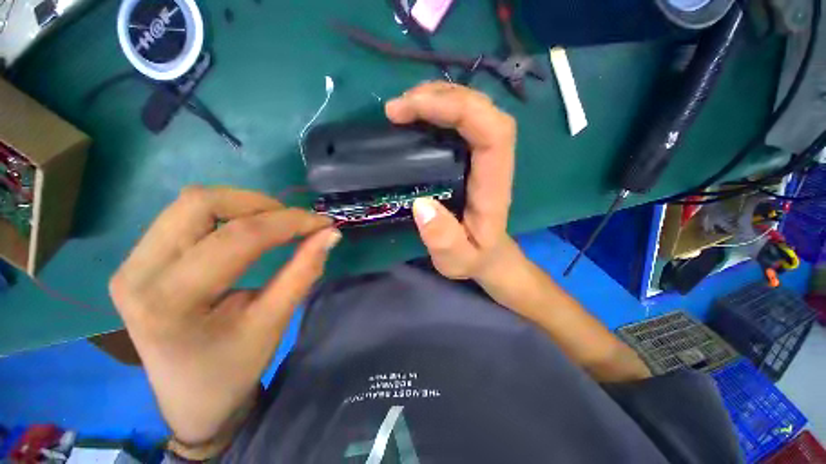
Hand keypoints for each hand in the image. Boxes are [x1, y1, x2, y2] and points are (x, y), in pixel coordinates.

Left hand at [109, 186, 339, 455]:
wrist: (187, 404)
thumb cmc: (227, 379)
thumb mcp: (265, 332)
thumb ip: (296, 277)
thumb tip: (327, 234)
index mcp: (169, 304)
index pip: (231, 241)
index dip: (280, 224)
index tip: (318, 220)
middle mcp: (138, 274)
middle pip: (198, 204)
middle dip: (250, 204)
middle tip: (286, 221)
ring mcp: (128, 265)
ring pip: (184, 205)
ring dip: (230, 207)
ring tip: (260, 227)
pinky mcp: (128, 262)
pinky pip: (172, 220)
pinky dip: (207, 218)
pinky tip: (226, 234)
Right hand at [385, 82, 516, 279]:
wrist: (491, 253)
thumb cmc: (475, 256)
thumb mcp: (457, 261)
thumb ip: (444, 240)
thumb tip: (420, 203)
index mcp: (494, 182)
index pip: (492, 131)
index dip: (455, 109)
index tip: (407, 112)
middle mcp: (496, 157)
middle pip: (483, 108)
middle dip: (440, 97)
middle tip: (396, 108)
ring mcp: (488, 147)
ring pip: (474, 104)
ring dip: (438, 95)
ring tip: (402, 105)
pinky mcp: (475, 145)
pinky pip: (464, 111)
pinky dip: (439, 101)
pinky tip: (415, 108)